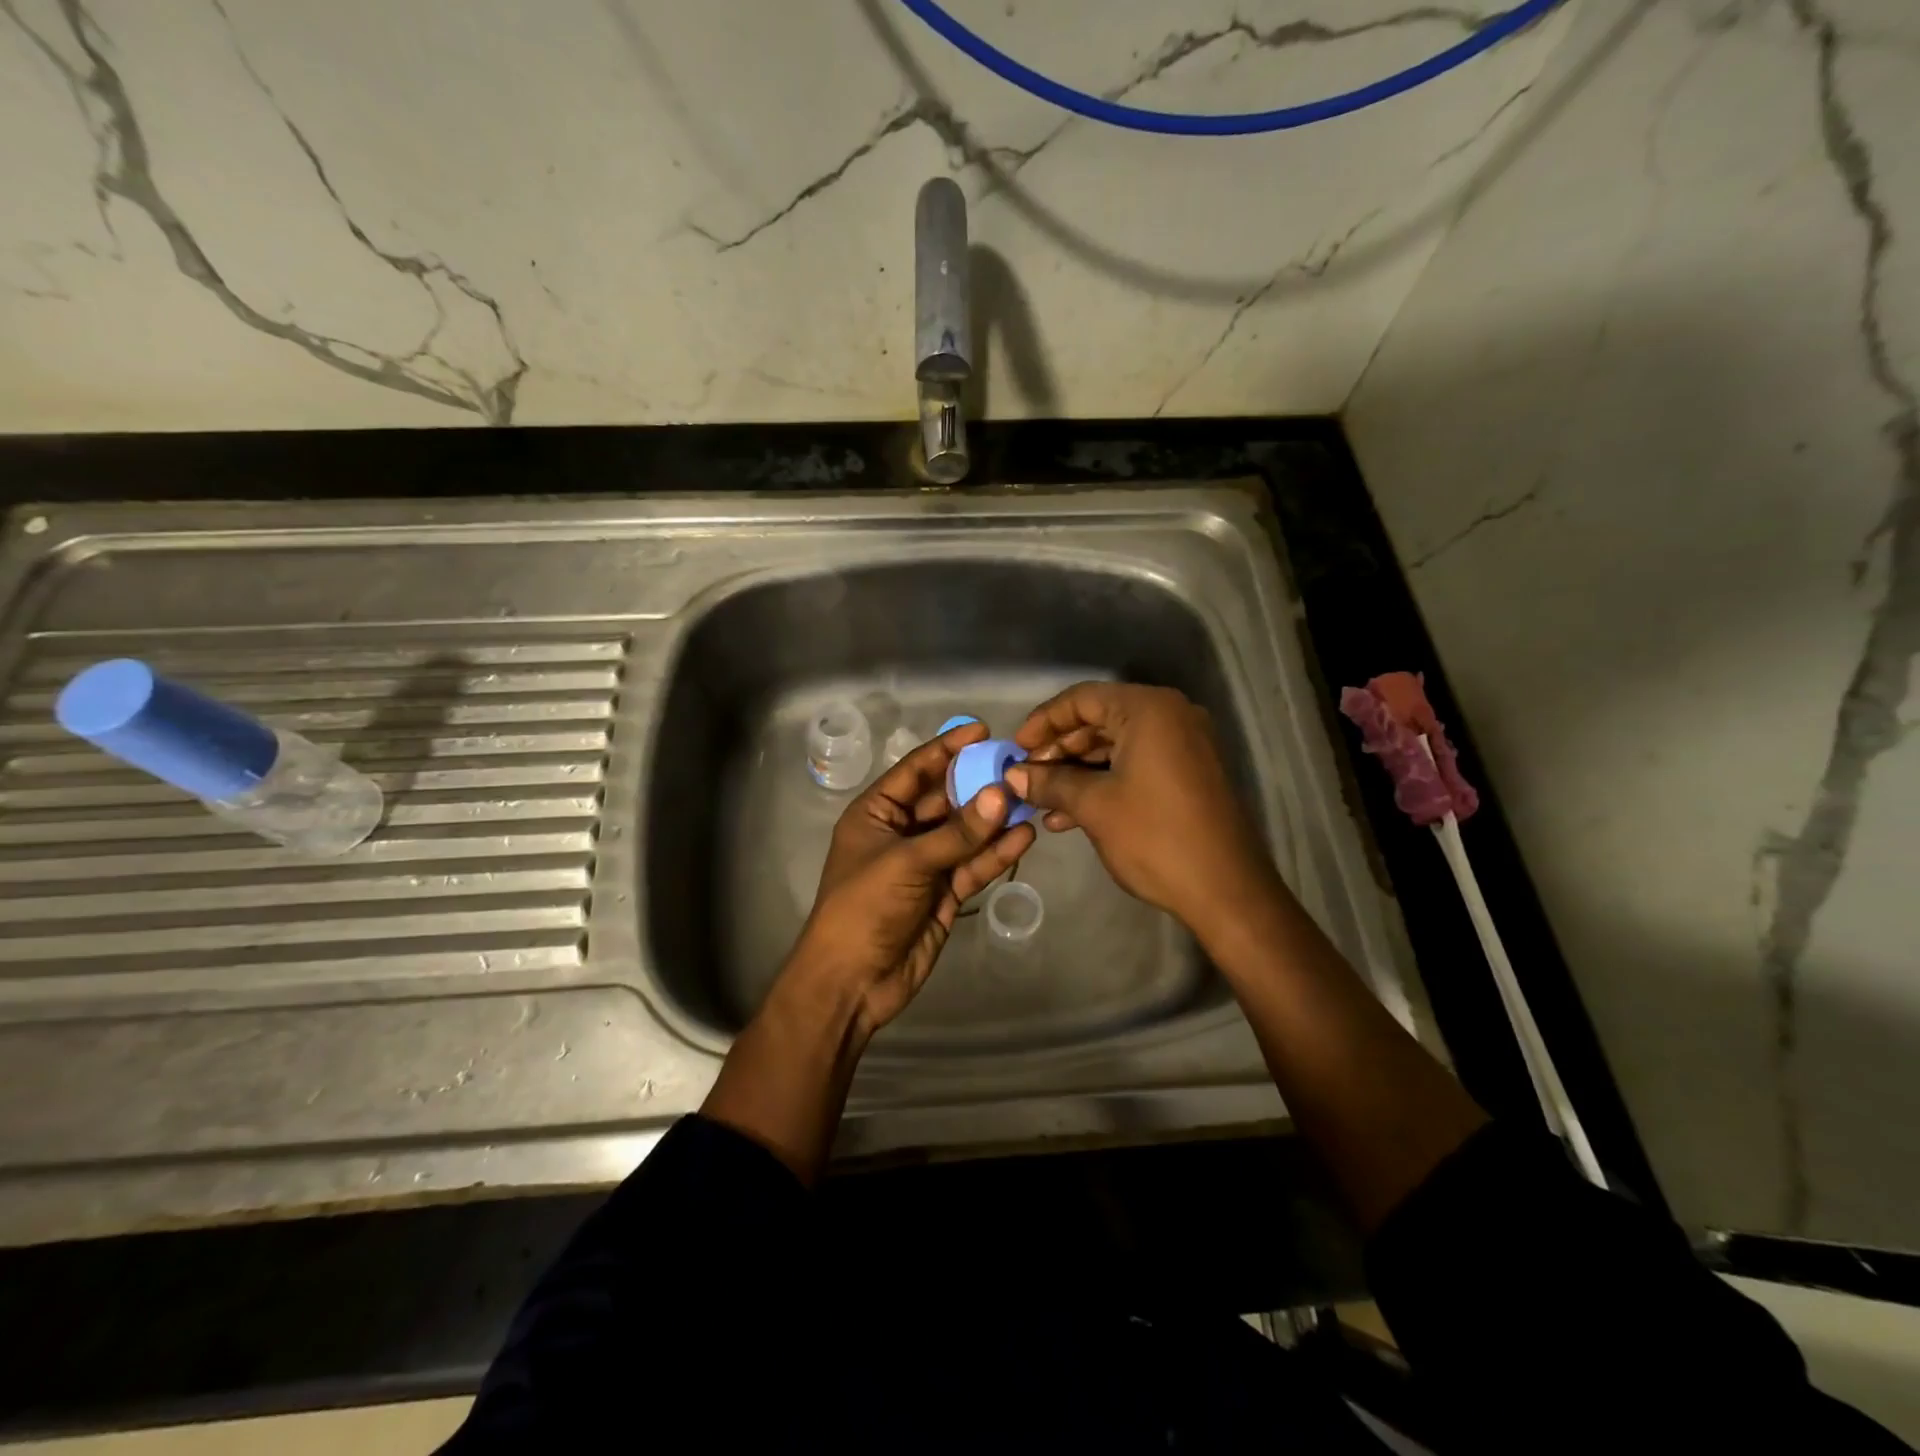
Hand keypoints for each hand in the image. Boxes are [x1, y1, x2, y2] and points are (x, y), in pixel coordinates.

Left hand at [782, 718, 1036, 1039]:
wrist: (852, 982)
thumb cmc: (864, 907)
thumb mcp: (908, 862)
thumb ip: (957, 832)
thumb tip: (1001, 795)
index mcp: (876, 813)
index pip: (915, 770)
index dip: (947, 749)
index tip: (982, 731)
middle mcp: (901, 832)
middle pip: (945, 800)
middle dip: (979, 785)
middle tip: (1019, 767)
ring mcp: (925, 864)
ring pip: (965, 834)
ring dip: (994, 820)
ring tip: (1031, 799)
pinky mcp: (945, 893)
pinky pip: (973, 866)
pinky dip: (996, 854)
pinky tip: (1024, 837)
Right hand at [1005, 683, 1274, 936]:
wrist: (1226, 890)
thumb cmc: (1155, 837)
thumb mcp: (1094, 806)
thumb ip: (1050, 782)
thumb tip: (1013, 776)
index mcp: (1149, 710)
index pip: (1082, 699)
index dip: (1043, 721)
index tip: (1015, 749)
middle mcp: (1170, 717)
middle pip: (1099, 720)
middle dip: (1058, 750)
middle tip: (1026, 777)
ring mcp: (1183, 745)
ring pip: (1115, 747)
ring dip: (1076, 772)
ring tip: (1041, 802)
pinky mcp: (1187, 774)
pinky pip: (1135, 765)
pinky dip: (1103, 783)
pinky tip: (1068, 816)